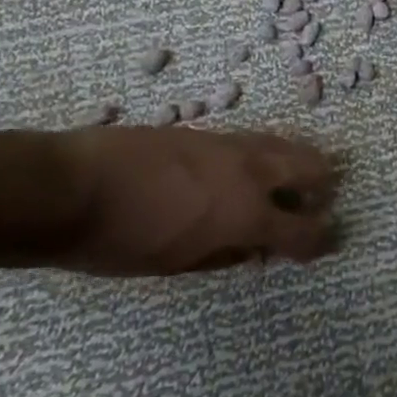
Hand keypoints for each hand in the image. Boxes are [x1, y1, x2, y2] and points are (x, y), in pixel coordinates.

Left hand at [57, 125, 339, 274]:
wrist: (70, 185)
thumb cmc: (120, 240)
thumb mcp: (175, 265)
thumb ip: (223, 255)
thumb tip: (251, 248)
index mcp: (245, 214)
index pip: (302, 229)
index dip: (319, 240)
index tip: (326, 245)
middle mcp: (248, 172)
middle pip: (309, 167)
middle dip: (323, 186)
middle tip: (321, 202)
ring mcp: (227, 144)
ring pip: (283, 144)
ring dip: (299, 161)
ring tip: (297, 178)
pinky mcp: (204, 131)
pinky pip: (253, 139)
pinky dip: (268, 153)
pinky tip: (253, 166)